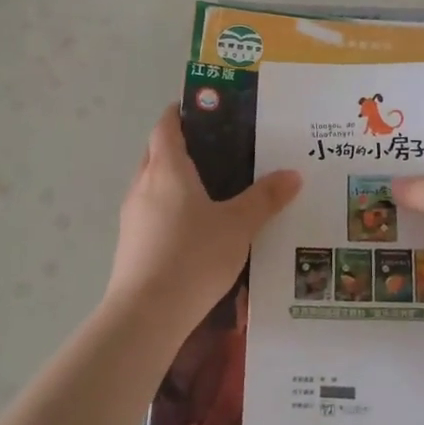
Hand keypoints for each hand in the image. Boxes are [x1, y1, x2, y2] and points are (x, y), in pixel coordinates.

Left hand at [104, 108, 300, 328]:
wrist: (146, 314)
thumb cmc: (193, 256)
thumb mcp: (238, 226)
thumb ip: (265, 199)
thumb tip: (292, 174)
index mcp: (166, 169)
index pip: (166, 125)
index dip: (181, 112)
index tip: (203, 109)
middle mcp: (143, 185)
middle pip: (157, 153)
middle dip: (180, 146)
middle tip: (218, 151)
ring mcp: (132, 216)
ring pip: (153, 185)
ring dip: (175, 181)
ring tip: (212, 191)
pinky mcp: (131, 244)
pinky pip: (152, 213)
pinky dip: (170, 209)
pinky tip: (195, 230)